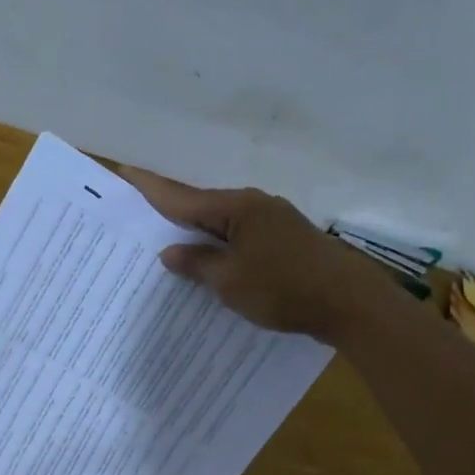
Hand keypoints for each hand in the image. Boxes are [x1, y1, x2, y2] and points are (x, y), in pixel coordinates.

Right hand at [119, 167, 392, 343]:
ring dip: (199, 233)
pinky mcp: (287, 242)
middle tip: (140, 214)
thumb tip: (171, 252)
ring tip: (170, 240)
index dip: (151, 188)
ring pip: (224, 224)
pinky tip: (213, 261)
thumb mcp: (230, 282)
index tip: (124, 172)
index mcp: (237, 208)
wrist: (349, 303)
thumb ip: (198, 264)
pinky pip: (242, 239)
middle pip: (204, 207)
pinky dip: (223, 247)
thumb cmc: (284, 289)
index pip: (183, 197)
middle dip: (173, 212)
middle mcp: (255, 206)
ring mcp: (275, 222)